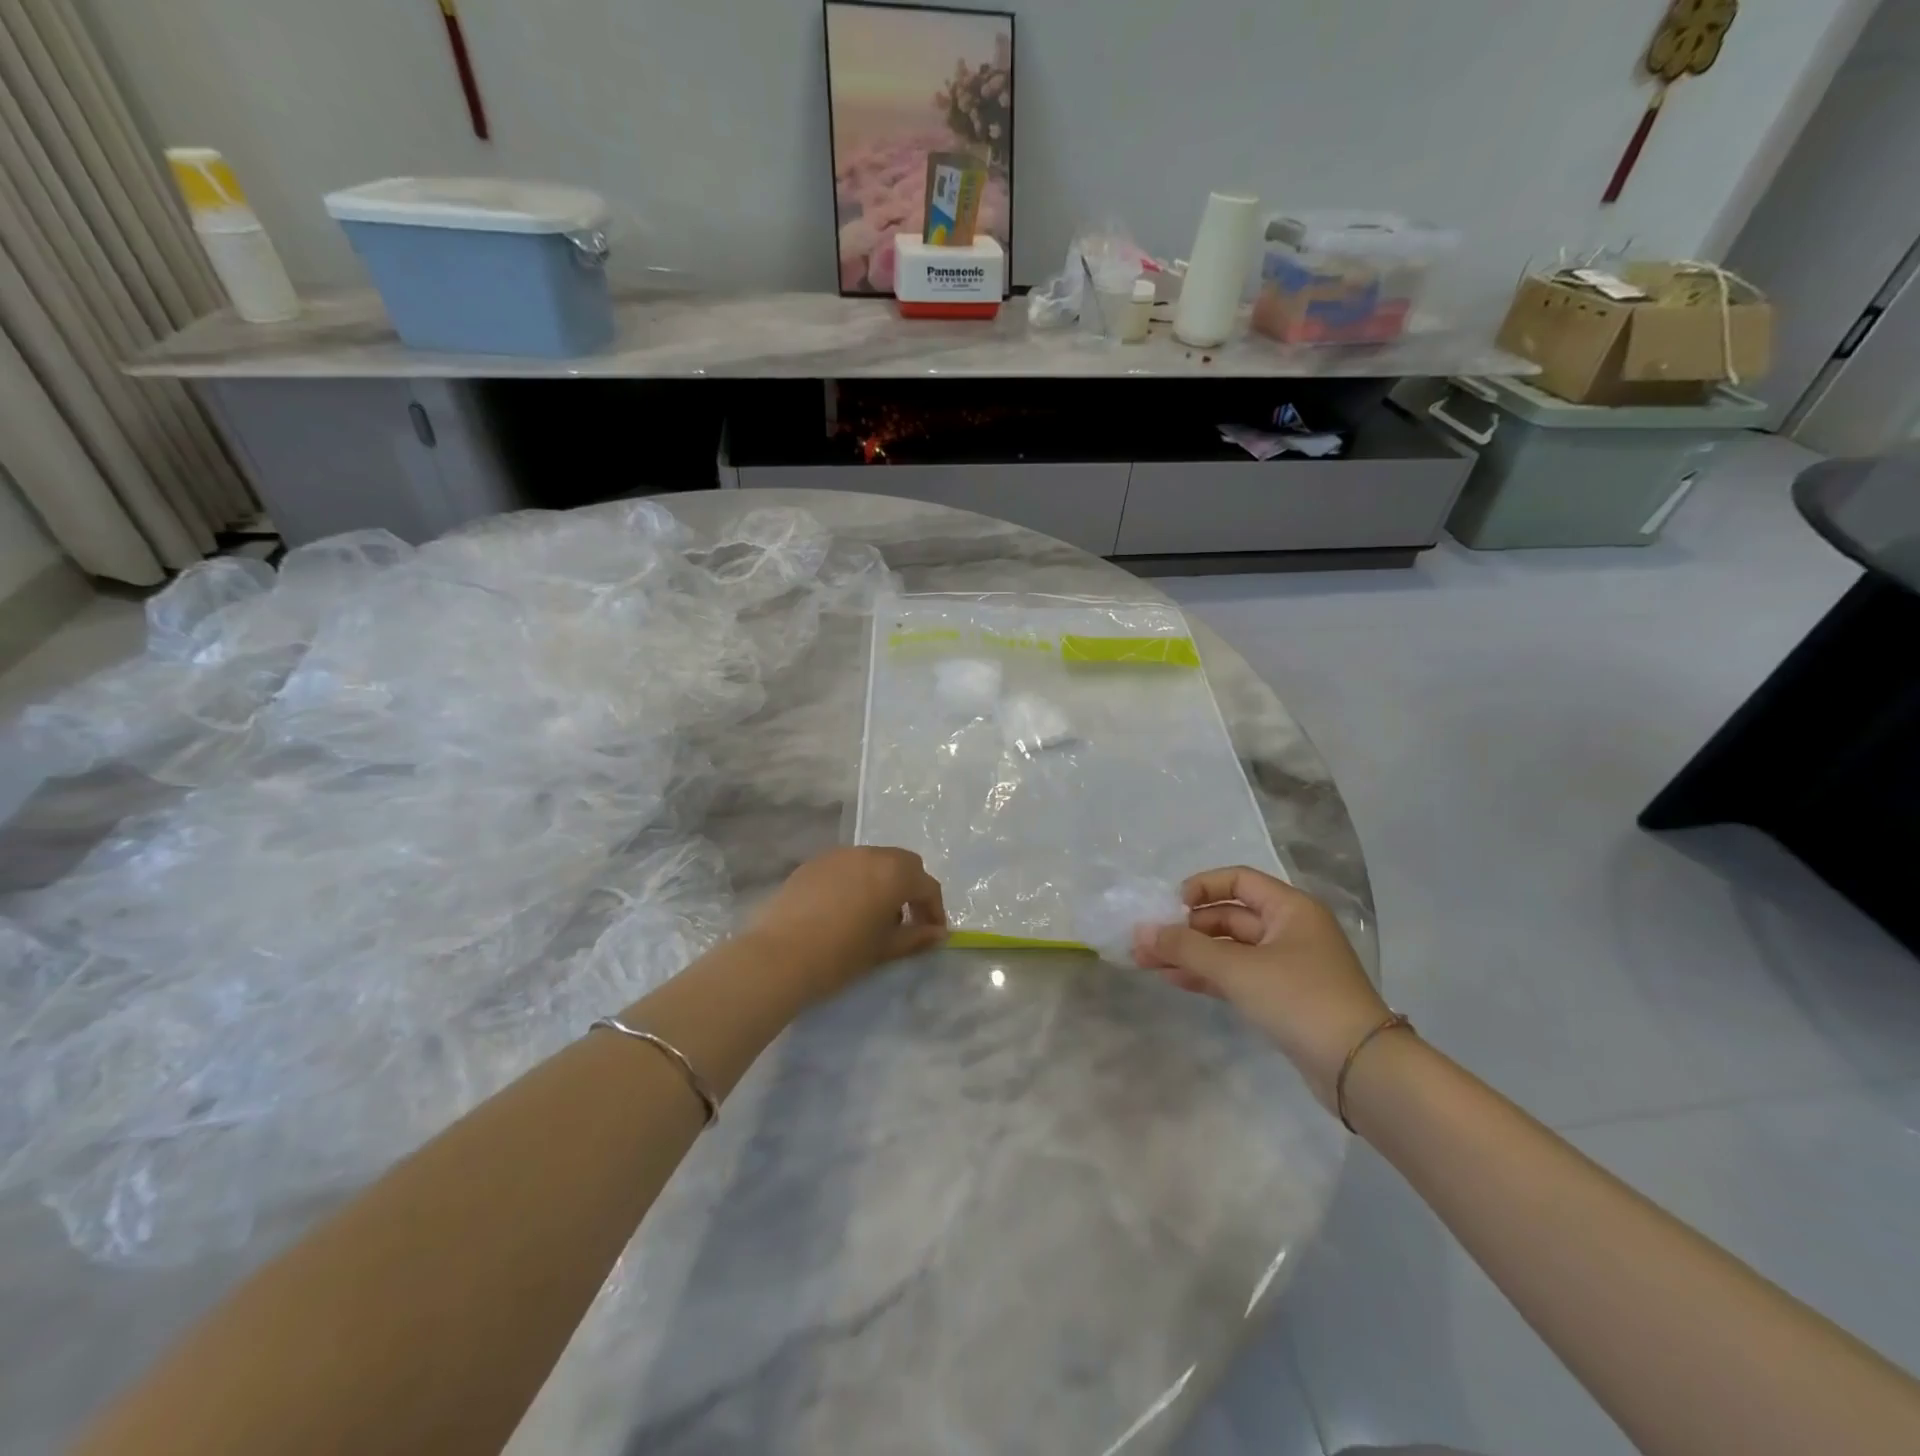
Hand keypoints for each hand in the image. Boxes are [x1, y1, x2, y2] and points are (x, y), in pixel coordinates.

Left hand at [747, 847, 946, 1003]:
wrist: (780, 956)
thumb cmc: (841, 954)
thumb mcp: (884, 949)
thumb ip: (916, 937)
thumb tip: (938, 933)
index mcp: (894, 873)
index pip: (927, 886)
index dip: (934, 910)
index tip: (932, 933)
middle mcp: (869, 854)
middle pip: (902, 864)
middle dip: (911, 889)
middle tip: (906, 921)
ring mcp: (839, 855)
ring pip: (873, 861)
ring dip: (883, 882)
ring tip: (873, 916)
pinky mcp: (813, 863)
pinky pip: (846, 866)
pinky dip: (856, 881)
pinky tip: (843, 910)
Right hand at [1134, 866, 1387, 1110]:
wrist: (1359, 1069)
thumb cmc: (1299, 999)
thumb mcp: (1237, 968)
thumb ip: (1185, 947)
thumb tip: (1140, 932)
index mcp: (1290, 908)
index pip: (1238, 880)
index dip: (1201, 888)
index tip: (1170, 907)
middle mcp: (1290, 930)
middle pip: (1229, 916)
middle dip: (1186, 928)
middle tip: (1145, 943)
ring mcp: (1287, 966)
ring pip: (1229, 949)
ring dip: (1191, 954)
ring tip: (1147, 963)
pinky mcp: (1283, 998)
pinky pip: (1237, 976)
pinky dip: (1208, 975)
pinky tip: (1175, 979)